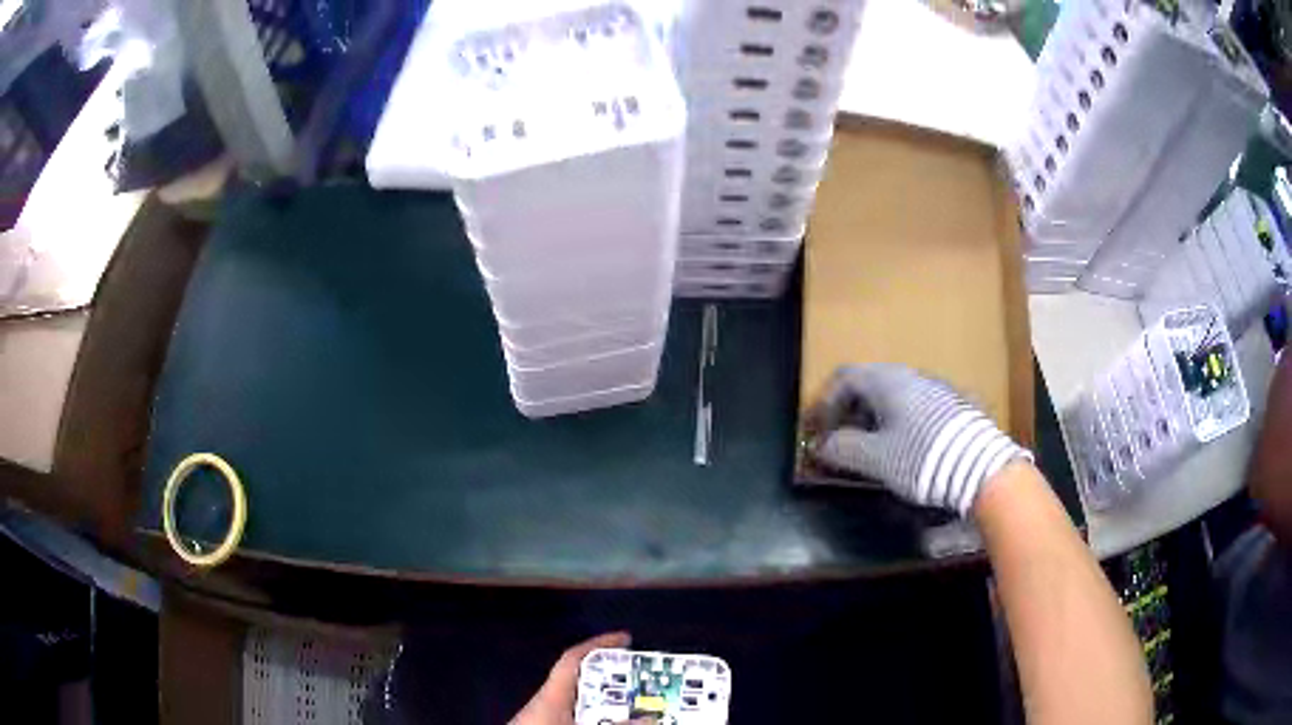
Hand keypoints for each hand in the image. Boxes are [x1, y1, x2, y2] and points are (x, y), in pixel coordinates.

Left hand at [510, 632, 636, 724]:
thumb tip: (649, 719)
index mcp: (550, 695)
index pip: (573, 660)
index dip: (598, 645)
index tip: (625, 638)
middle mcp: (546, 703)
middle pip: (583, 683)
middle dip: (613, 681)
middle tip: (645, 682)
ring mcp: (544, 717)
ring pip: (581, 705)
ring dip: (608, 706)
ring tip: (638, 708)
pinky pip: (575, 717)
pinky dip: (596, 719)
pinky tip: (614, 724)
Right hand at [806, 363, 1028, 513]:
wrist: (979, 466)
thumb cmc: (921, 456)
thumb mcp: (875, 457)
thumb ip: (843, 449)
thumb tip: (822, 445)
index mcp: (888, 380)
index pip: (844, 377)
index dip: (824, 403)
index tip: (818, 432)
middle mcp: (911, 376)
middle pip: (868, 385)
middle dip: (848, 413)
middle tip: (840, 442)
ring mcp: (936, 389)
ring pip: (894, 397)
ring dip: (873, 419)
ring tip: (871, 450)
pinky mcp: (954, 406)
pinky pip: (915, 408)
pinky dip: (898, 424)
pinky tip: (904, 449)